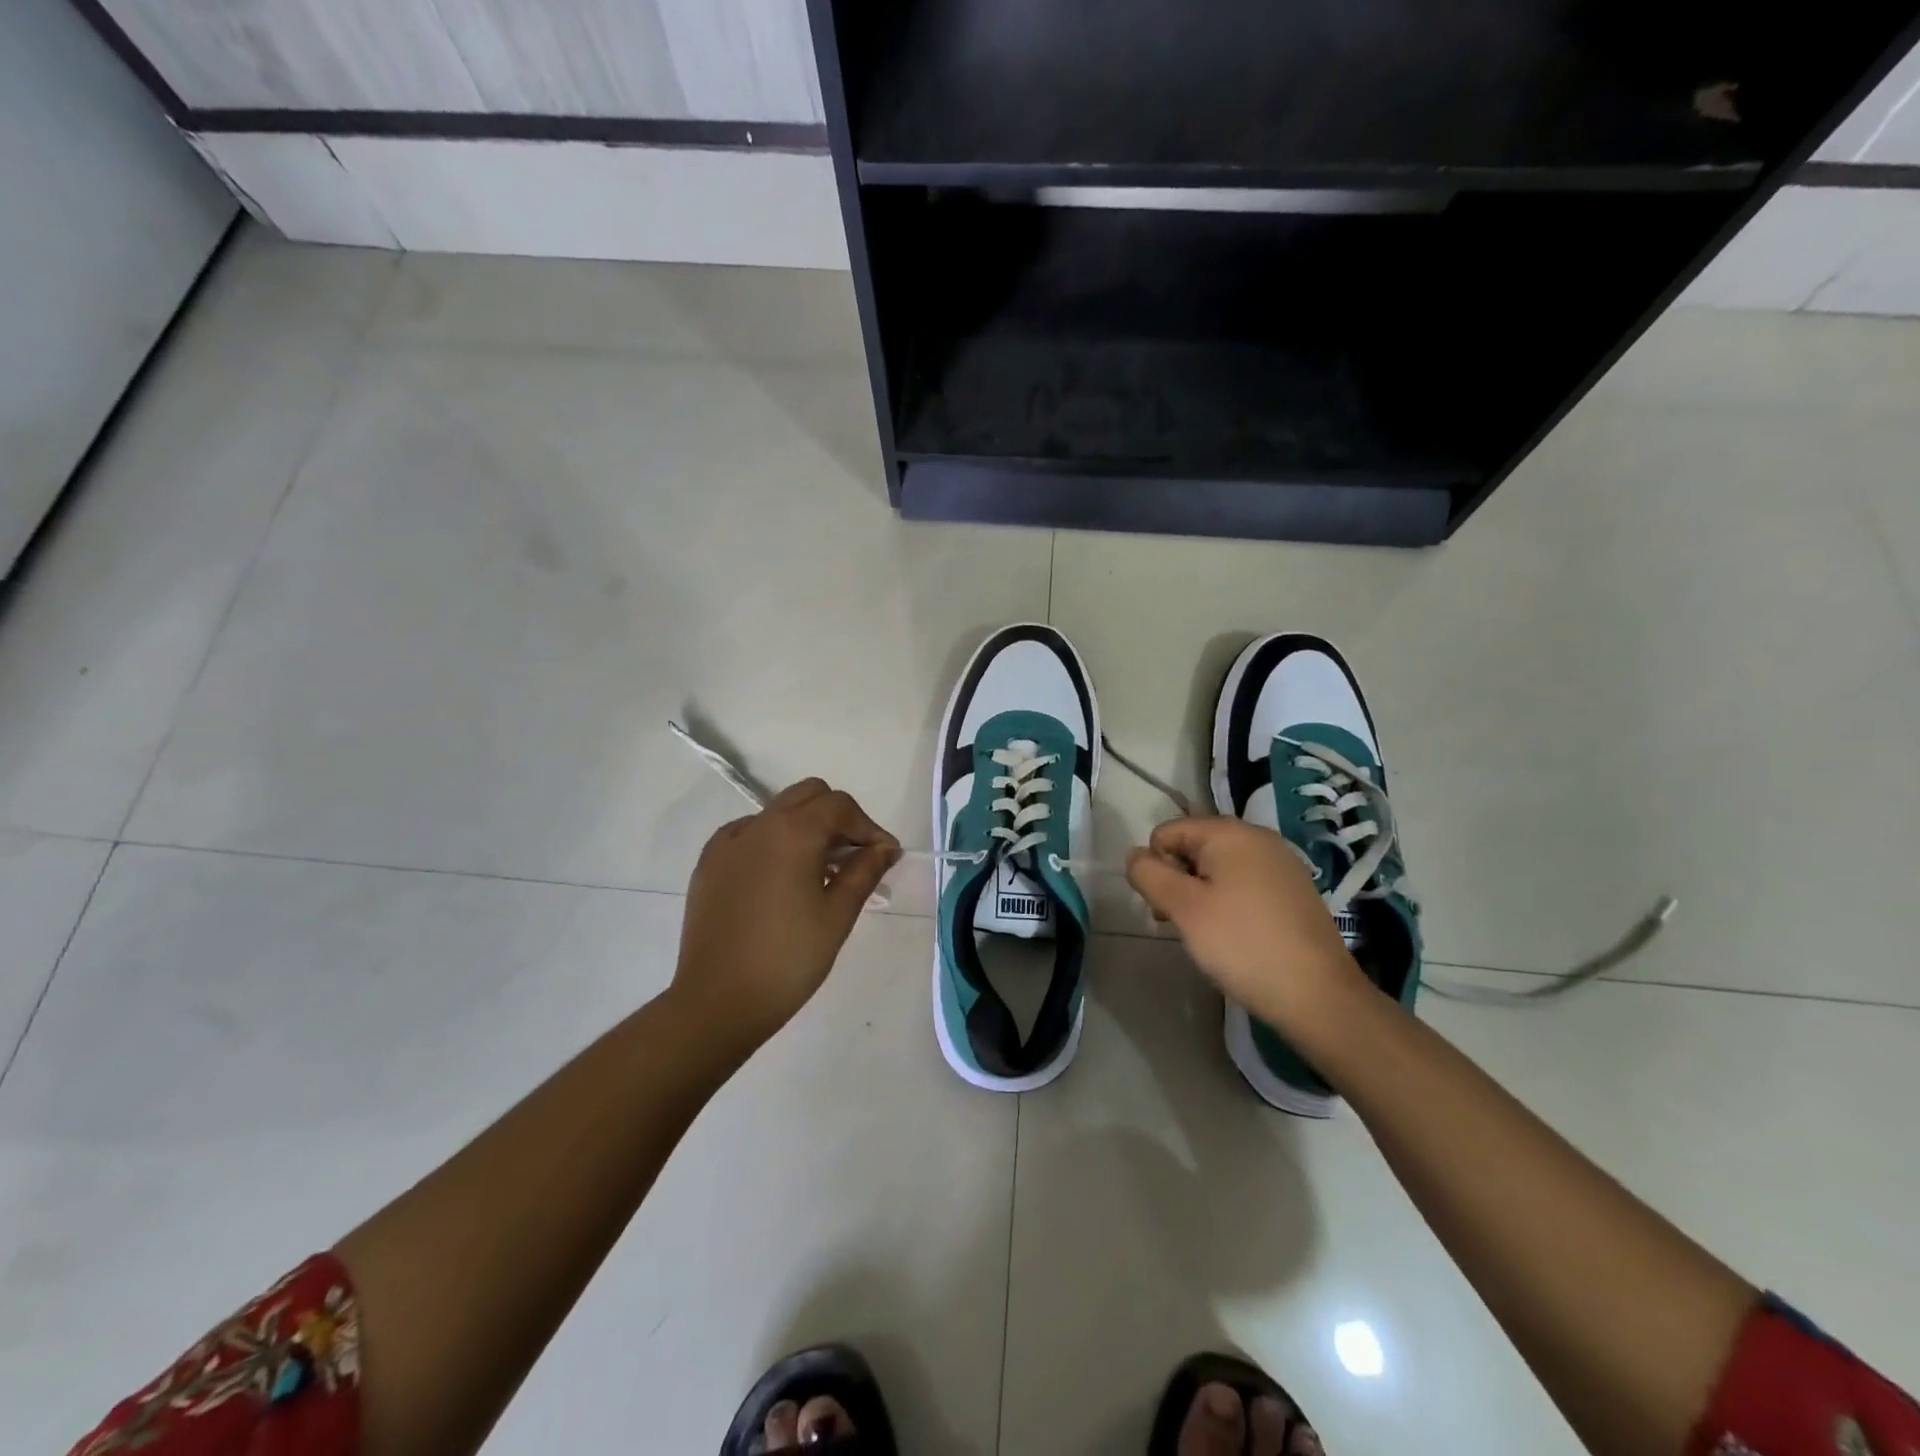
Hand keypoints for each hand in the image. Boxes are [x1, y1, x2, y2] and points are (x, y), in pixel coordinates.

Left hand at [672, 779, 900, 1055]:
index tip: (885, 857)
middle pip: (808, 795)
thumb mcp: (837, 915)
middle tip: (854, 857)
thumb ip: (864, 871)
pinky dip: (773, 842)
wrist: (717, 1002)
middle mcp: (758, 825)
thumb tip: (884, 848)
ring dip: (806, 827)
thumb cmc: (788, 959)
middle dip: (838, 817)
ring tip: (820, 872)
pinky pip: (749, 834)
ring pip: (778, 812)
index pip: (840, 806)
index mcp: (793, 832)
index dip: (868, 827)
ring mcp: (728, 842)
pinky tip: (781, 880)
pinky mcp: (709, 864)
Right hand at [1126, 817, 1365, 1035]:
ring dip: (1202, 893)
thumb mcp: (1183, 909)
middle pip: (1194, 846)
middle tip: (1182, 923)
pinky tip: (1237, 935)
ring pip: (1219, 866)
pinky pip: (1246, 882)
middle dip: (1178, 879)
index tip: (1168, 907)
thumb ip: (1149, 874)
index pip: (1166, 832)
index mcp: (1228, 832)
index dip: (1156, 867)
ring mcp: (1281, 862)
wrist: (1318, 995)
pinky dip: (1230, 901)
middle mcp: (1257, 836)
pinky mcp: (1294, 888)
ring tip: (1207, 933)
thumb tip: (1134, 855)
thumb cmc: (1242, 944)